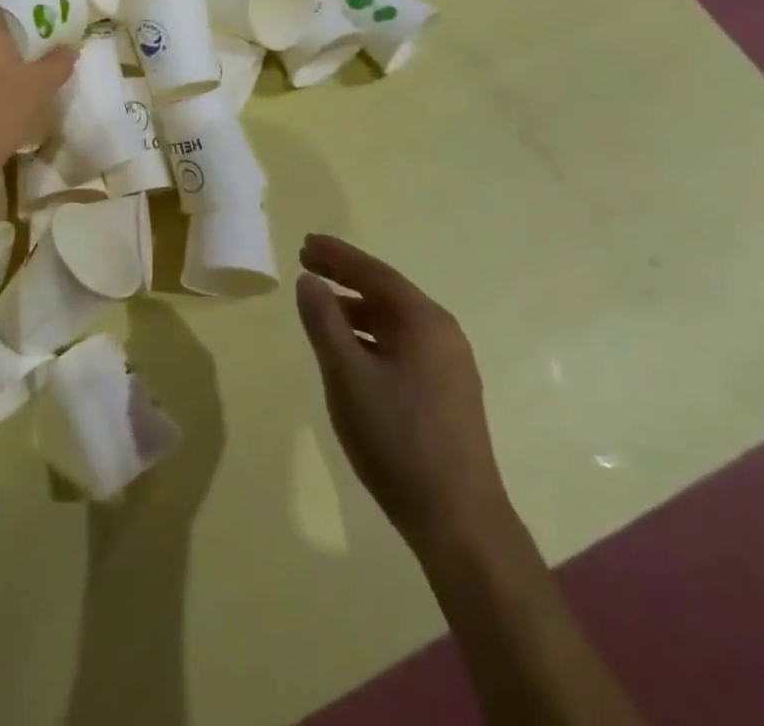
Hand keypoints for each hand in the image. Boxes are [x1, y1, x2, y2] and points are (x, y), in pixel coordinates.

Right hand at [295, 233, 510, 558]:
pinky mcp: (447, 391)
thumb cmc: (397, 438)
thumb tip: (309, 281)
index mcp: (424, 321)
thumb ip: (324, 322)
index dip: (337, 255)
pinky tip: (350, 349)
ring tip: (321, 305)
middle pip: (386, 291)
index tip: (304, 243)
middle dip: (345, 275)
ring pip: (394, 321)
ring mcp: (449, 364)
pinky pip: (402, 344)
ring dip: (356, 307)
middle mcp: (442, 333)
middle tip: (307, 262)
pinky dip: (371, 335)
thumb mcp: (347, 375)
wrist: (458, 520)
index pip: (373, 272)